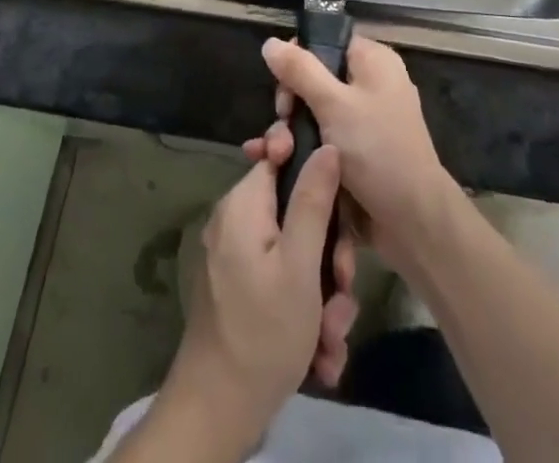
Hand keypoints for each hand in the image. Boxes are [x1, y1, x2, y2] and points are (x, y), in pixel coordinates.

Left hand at [161, 146, 359, 448]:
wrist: (216, 414)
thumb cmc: (263, 332)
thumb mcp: (300, 264)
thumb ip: (314, 200)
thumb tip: (326, 145)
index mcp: (244, 204)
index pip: (282, 158)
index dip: (316, 176)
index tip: (340, 213)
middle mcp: (237, 223)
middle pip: (296, 213)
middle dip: (329, 256)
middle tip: (343, 291)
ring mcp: (237, 259)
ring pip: (296, 256)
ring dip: (323, 296)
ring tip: (333, 338)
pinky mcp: (242, 292)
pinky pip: (282, 283)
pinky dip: (304, 314)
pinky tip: (321, 355)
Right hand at [250, 35, 457, 262]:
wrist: (414, 222)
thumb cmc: (377, 150)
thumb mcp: (334, 104)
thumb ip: (300, 71)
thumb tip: (270, 42)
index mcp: (372, 61)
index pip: (325, 44)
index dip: (298, 62)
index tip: (283, 91)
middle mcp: (370, 85)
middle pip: (315, 80)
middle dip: (290, 106)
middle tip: (281, 130)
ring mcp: (364, 121)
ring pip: (315, 115)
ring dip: (290, 134)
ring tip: (275, 157)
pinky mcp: (357, 154)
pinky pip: (323, 140)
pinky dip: (302, 150)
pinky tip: (275, 165)